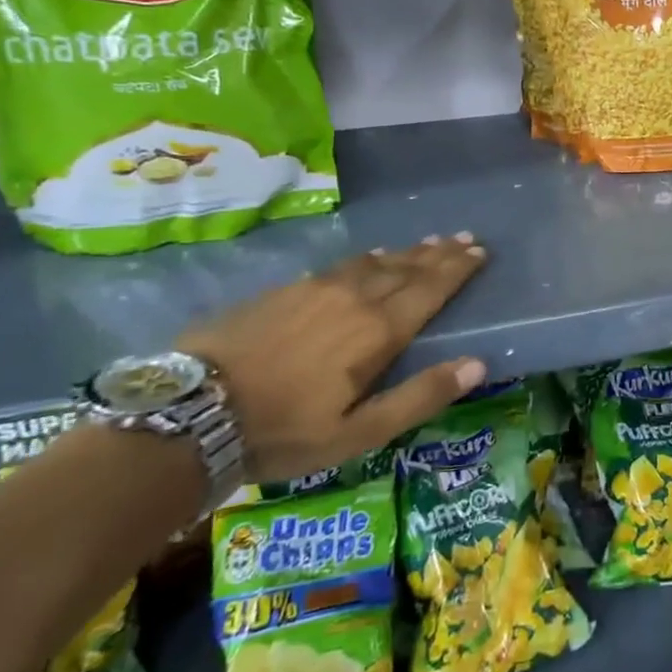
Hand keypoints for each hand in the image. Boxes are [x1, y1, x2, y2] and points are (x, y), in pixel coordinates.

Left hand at [178, 233, 488, 482]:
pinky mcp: (285, 290)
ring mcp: (317, 289)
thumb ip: (420, 396)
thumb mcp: (359, 432)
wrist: (192, 411)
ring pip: (374, 262)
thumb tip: (477, 364)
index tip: (480, 252)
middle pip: (406, 268)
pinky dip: (366, 259)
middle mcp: (355, 298)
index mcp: (379, 331)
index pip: (430, 289)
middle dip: (439, 254)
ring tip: (427, 243)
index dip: (458, 270)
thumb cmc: (284, 431)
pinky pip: (340, 265)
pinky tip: (368, 257)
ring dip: (406, 252)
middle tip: (463, 239)